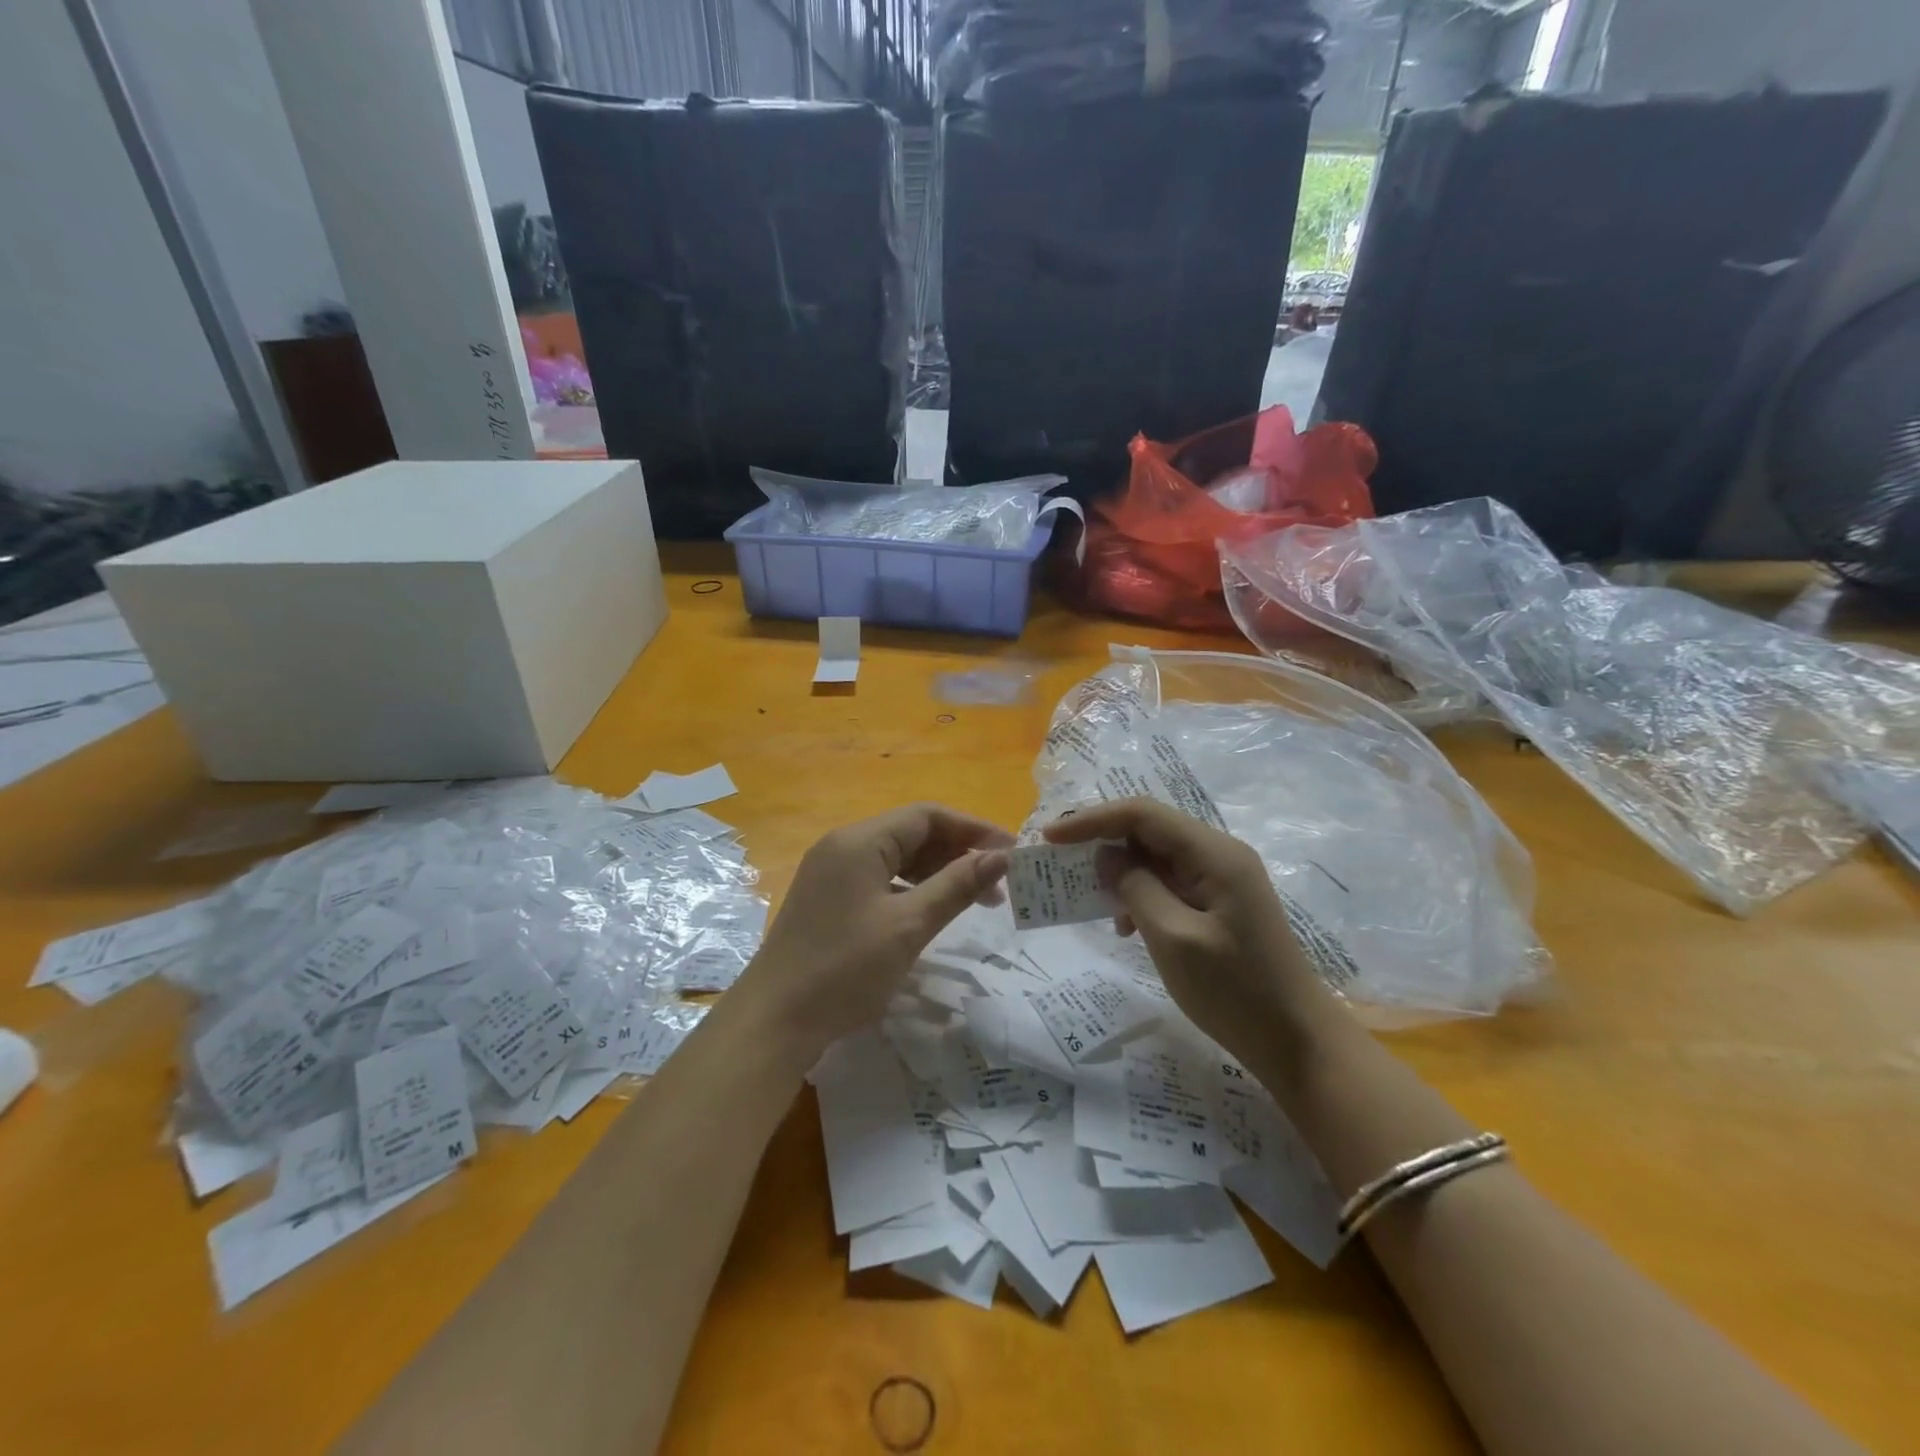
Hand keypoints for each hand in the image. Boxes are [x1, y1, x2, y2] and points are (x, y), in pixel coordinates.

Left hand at [740, 804, 1011, 1060]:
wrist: (774, 1021)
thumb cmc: (845, 969)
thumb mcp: (909, 926)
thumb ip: (957, 886)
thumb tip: (1002, 856)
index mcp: (860, 841)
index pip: (927, 815)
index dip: (972, 829)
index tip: (1011, 852)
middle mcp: (843, 846)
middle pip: (911, 833)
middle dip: (958, 852)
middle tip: (998, 884)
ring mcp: (831, 873)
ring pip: (897, 858)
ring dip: (937, 872)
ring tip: (976, 900)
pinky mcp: (828, 899)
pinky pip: (879, 879)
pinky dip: (911, 889)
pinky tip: (932, 911)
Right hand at [1044, 798, 1325, 1053]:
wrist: (1297, 1042)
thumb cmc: (1236, 992)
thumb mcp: (1174, 939)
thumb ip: (1136, 888)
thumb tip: (1105, 856)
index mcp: (1214, 853)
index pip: (1142, 813)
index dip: (1092, 819)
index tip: (1050, 837)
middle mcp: (1219, 853)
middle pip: (1149, 829)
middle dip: (1102, 840)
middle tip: (1061, 863)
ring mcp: (1222, 878)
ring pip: (1156, 855)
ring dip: (1120, 871)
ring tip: (1090, 899)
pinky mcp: (1220, 902)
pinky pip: (1170, 881)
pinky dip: (1141, 893)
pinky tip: (1126, 926)